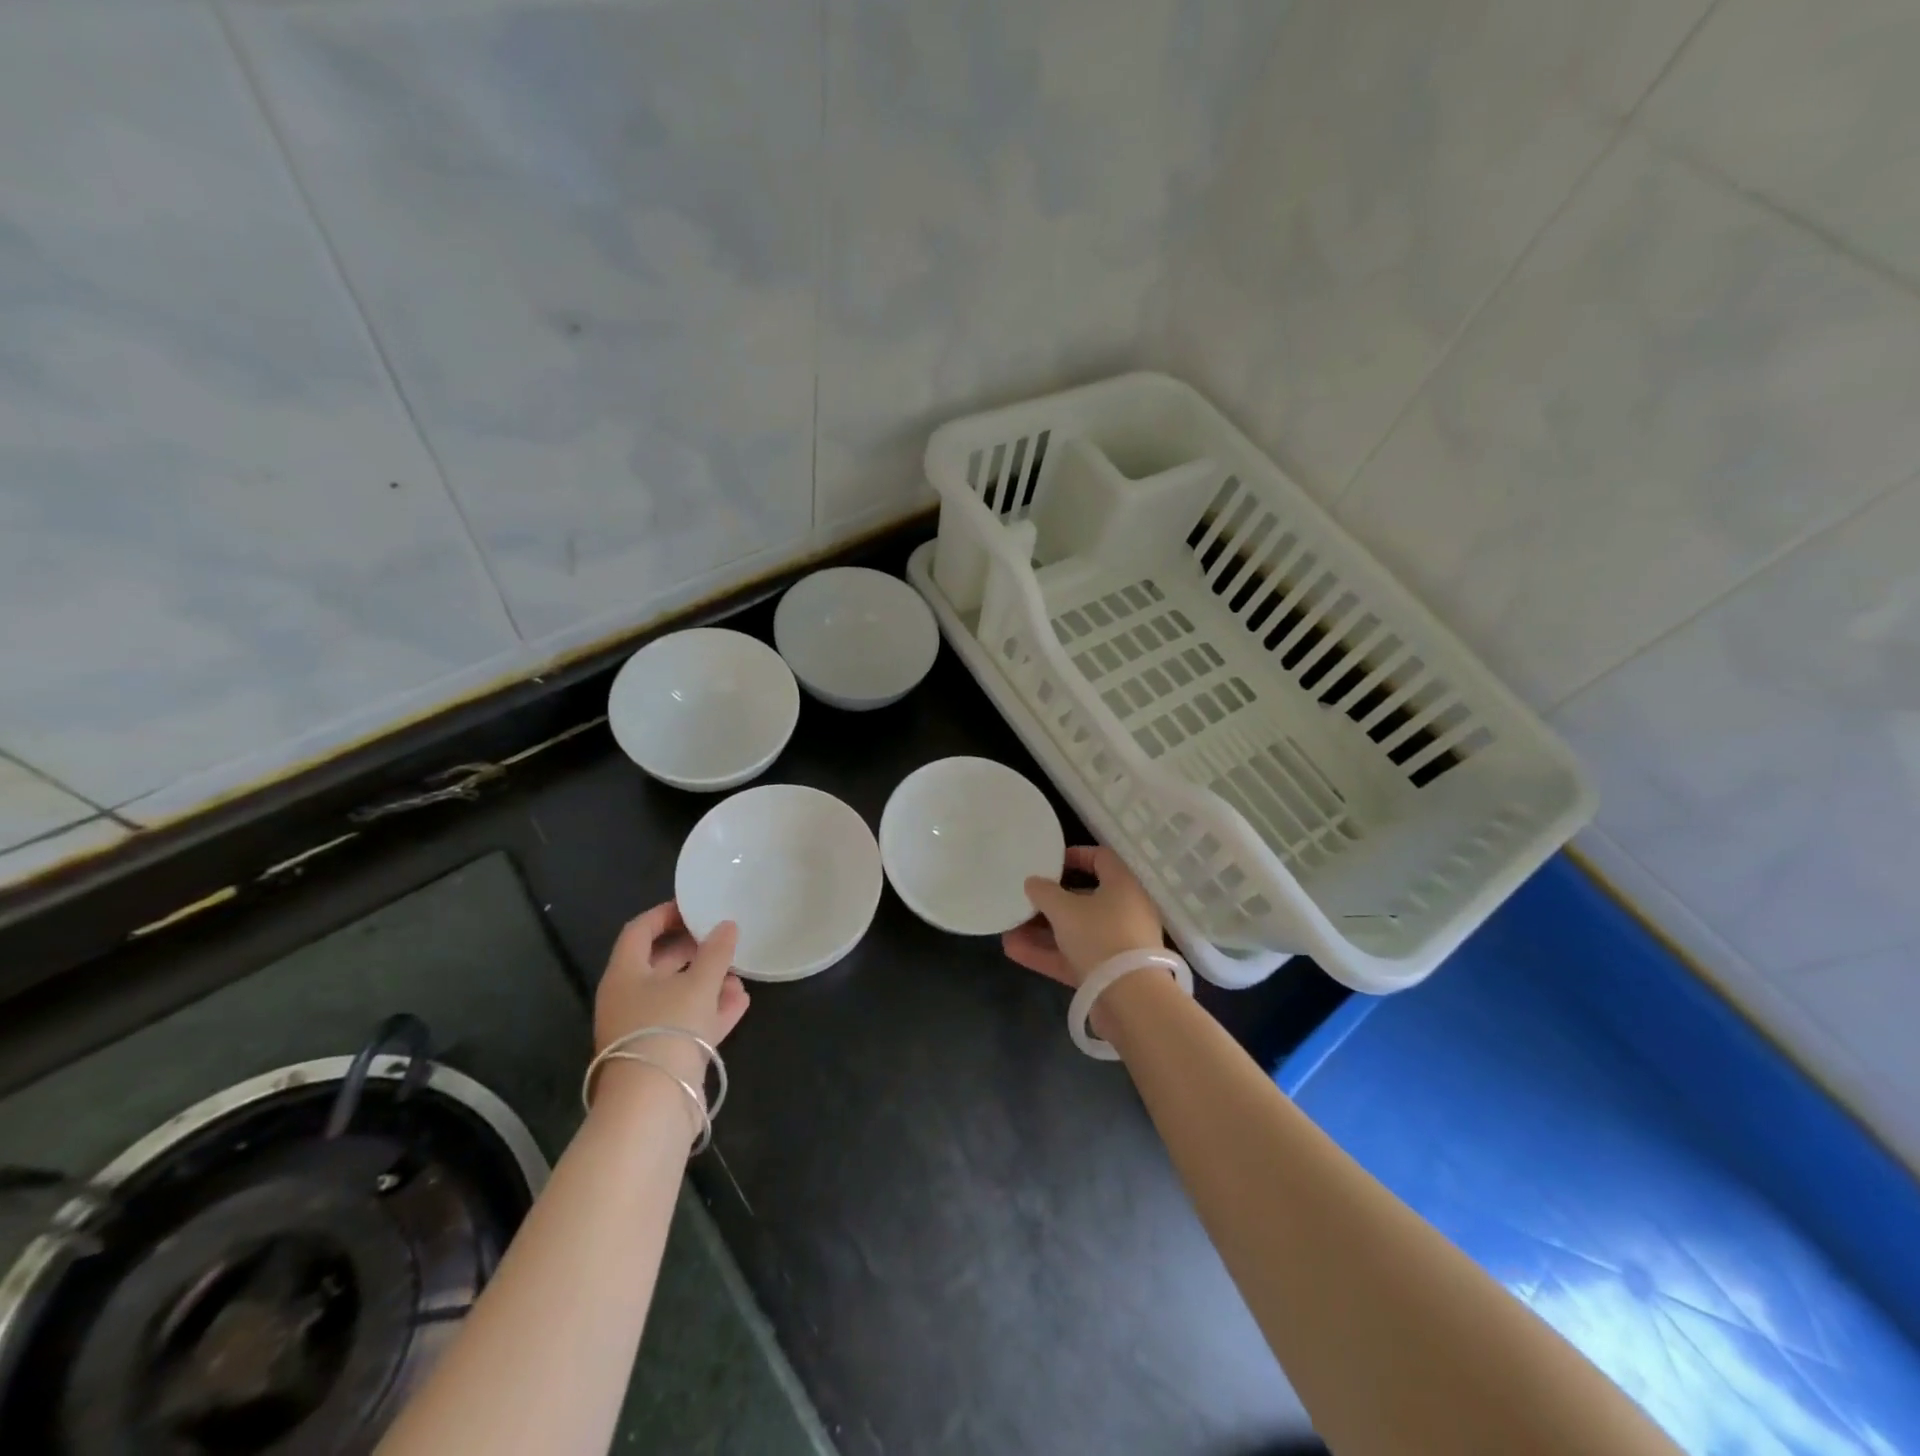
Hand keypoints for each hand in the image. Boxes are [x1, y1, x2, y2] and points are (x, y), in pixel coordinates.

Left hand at [593, 902, 748, 1099]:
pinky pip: (688, 1022)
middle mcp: (629, 998)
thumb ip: (716, 952)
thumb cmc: (668, 1028)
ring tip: (739, 972)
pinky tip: (740, 1001)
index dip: (666, 914)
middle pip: (660, 963)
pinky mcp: (662, 1054)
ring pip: (677, 995)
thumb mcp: (698, 983)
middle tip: (723, 939)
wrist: (654, 1104)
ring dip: (708, 982)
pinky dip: (711, 1010)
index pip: (639, 930)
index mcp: (625, 974)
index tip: (695, 907)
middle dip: (694, 950)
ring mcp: (644, 1029)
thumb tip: (727, 925)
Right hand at [1002, 845, 1164, 988]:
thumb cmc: (1100, 937)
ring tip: (1009, 928)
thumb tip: (1033, 882)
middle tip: (1024, 899)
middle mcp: (1124, 911)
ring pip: (1075, 931)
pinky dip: (1047, 953)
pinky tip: (1014, 951)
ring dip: (1043, 930)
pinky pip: (1074, 956)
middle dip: (1050, 901)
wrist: (1131, 1000)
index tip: (1049, 862)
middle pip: (1084, 898)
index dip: (1076, 856)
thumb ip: (1044, 892)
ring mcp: (1117, 944)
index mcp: (1123, 886)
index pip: (1102, 858)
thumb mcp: (1064, 909)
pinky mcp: (1108, 973)